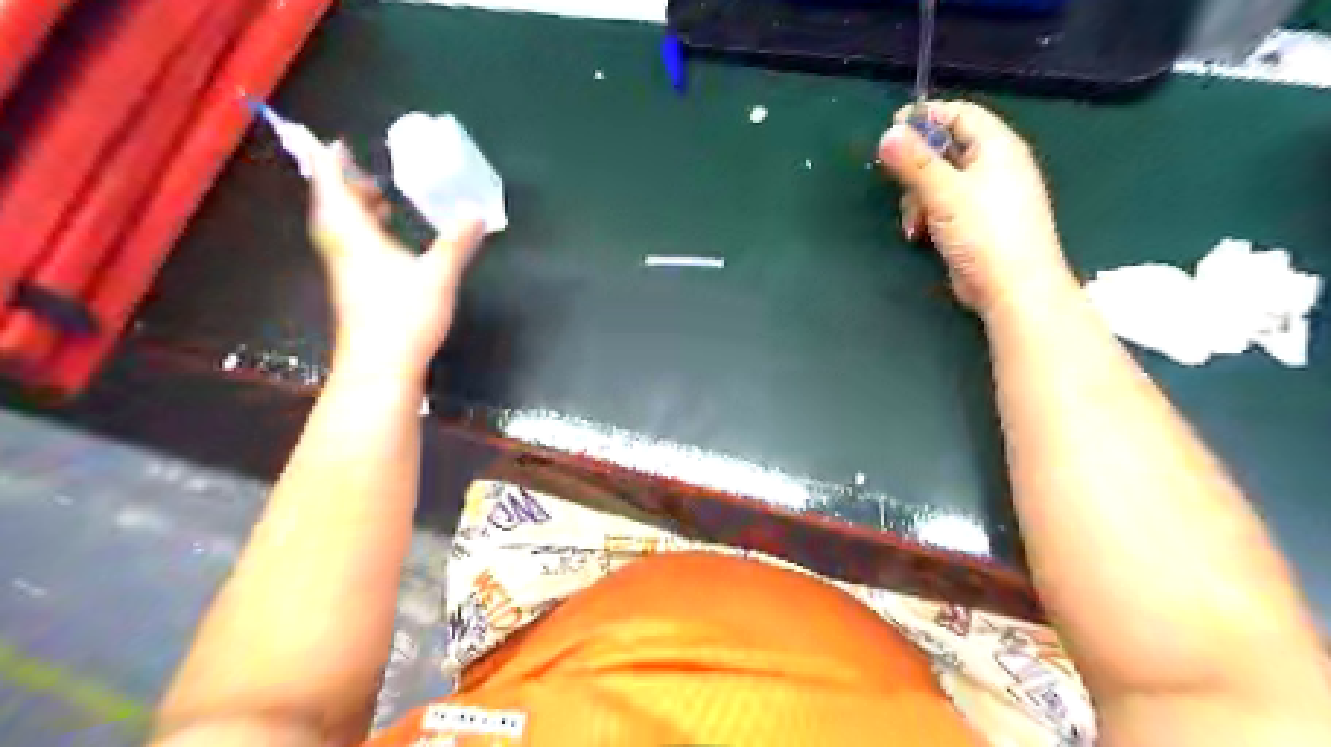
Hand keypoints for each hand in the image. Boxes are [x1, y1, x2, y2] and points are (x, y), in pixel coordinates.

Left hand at [306, 142, 483, 381]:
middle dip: (344, 184)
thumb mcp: (439, 275)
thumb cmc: (404, 315)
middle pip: (331, 206)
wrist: (379, 367)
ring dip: (352, 209)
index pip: (333, 186)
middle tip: (363, 172)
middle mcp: (342, 248)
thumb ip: (457, 242)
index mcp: (355, 235)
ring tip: (378, 201)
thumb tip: (476, 213)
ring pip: (339, 229)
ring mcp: (344, 271)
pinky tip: (386, 243)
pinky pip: (349, 247)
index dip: (331, 161)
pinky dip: (362, 233)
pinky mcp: (352, 290)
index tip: (335, 141)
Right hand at [882, 99, 1068, 317]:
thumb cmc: (985, 234)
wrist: (1013, 289)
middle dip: (916, 167)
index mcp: (997, 148)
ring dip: (917, 198)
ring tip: (913, 222)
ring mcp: (984, 197)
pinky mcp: (974, 224)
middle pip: (945, 149)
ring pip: (939, 182)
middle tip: (895, 182)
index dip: (928, 116)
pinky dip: (927, 215)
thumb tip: (888, 134)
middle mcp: (993, 167)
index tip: (893, 127)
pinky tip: (918, 234)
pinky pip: (943, 206)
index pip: (961, 114)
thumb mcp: (945, 193)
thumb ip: (915, 163)